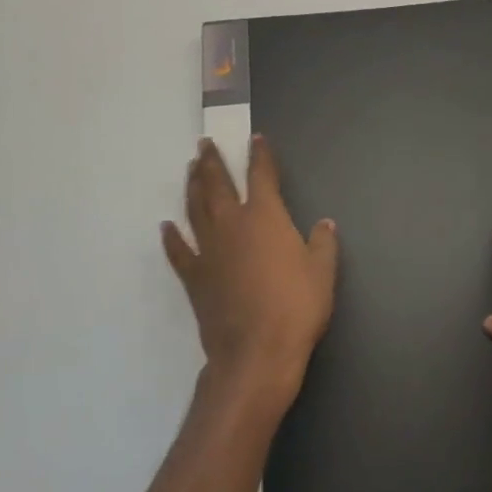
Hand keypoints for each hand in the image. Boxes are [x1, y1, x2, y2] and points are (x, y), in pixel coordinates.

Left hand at [161, 136, 338, 403]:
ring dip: (192, 186)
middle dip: (212, 161)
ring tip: (190, 169)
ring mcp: (209, 251)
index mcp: (265, 216)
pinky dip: (171, 238)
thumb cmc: (296, 307)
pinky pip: (179, 252)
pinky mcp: (194, 278)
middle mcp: (232, 224)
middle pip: (217, 184)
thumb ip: (323, 243)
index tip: (255, 139)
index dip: (259, 155)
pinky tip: (166, 227)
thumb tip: (324, 224)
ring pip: (195, 209)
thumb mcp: (322, 272)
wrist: (256, 353)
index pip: (261, 174)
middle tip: (204, 144)